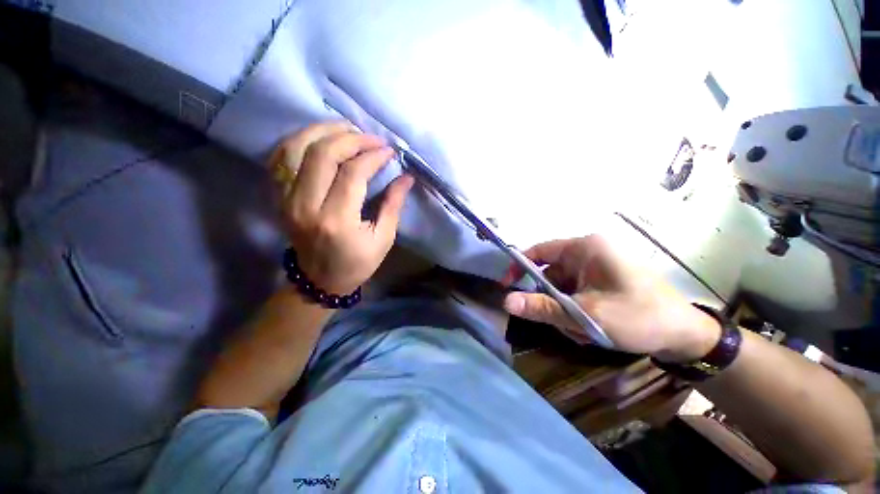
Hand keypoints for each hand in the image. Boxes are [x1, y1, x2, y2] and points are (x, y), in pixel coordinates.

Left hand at [271, 122, 413, 293]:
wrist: (319, 280)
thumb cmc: (357, 263)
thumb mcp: (383, 239)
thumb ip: (393, 205)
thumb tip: (406, 177)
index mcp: (337, 220)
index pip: (353, 173)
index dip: (373, 156)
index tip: (389, 152)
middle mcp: (306, 205)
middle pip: (323, 154)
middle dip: (351, 138)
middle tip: (371, 139)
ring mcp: (286, 199)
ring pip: (296, 148)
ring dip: (323, 131)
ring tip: (347, 129)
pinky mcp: (278, 197)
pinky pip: (280, 158)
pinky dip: (299, 141)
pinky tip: (320, 138)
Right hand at [502, 235, 720, 361]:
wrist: (687, 336)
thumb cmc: (638, 317)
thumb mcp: (585, 315)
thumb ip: (542, 308)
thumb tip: (506, 301)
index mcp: (585, 248)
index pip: (539, 250)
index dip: (519, 267)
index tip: (508, 286)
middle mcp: (589, 252)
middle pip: (550, 273)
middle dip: (551, 300)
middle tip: (559, 323)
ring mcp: (596, 267)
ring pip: (562, 287)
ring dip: (565, 310)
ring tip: (582, 331)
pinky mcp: (603, 280)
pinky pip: (575, 292)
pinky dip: (576, 310)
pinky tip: (590, 328)